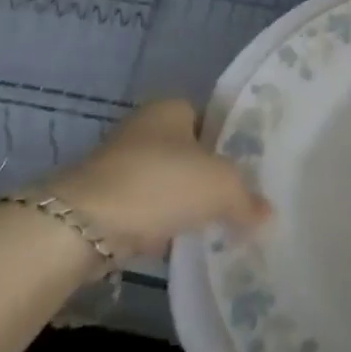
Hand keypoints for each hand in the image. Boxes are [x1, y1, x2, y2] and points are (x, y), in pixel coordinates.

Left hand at [50, 99, 269, 258]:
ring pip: (165, 183)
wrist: (83, 225)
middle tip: (236, 199)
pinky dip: (159, 225)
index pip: (211, 118)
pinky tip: (178, 244)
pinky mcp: (102, 201)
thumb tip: (267, 214)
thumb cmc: (161, 183)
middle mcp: (143, 128)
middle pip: (188, 152)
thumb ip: (248, 199)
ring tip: (213, 226)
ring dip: (182, 203)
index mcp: (172, 107)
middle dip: (207, 175)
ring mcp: (119, 165)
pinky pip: (144, 211)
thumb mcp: (222, 187)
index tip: (250, 168)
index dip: (231, 141)